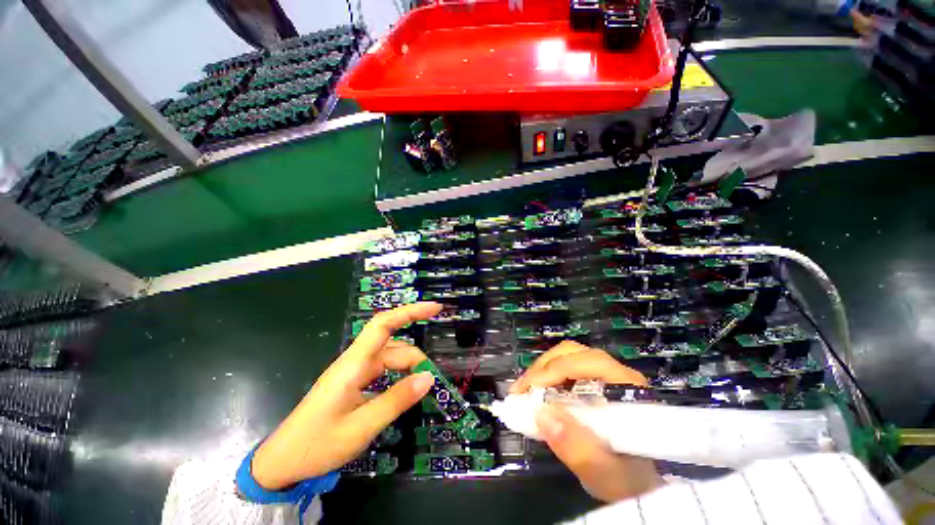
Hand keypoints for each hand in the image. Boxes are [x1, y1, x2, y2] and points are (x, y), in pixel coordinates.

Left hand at [251, 302, 442, 489]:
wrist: (281, 463)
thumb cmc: (316, 445)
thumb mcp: (361, 428)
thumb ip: (396, 400)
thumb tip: (429, 378)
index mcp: (353, 364)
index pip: (384, 325)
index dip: (410, 312)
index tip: (435, 308)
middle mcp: (356, 362)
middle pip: (394, 347)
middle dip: (416, 360)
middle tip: (432, 384)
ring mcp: (355, 372)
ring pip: (391, 359)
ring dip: (409, 370)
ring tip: (421, 391)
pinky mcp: (354, 383)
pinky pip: (384, 372)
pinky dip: (399, 378)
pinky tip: (405, 392)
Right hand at [510, 341, 663, 502]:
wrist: (635, 484)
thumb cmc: (624, 480)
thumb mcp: (603, 473)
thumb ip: (576, 448)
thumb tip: (542, 415)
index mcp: (627, 386)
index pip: (586, 362)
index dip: (553, 370)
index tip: (527, 390)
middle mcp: (617, 373)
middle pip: (573, 353)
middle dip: (542, 367)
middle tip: (521, 390)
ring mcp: (605, 374)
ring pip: (567, 355)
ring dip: (542, 370)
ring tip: (525, 390)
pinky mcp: (593, 380)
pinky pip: (565, 365)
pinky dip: (546, 375)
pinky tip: (537, 391)